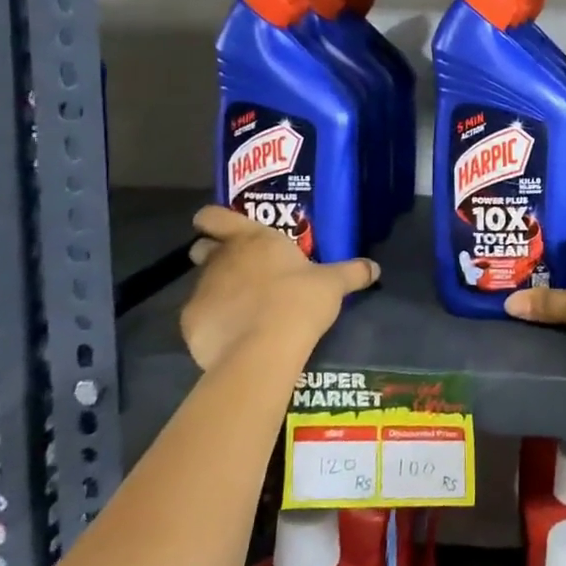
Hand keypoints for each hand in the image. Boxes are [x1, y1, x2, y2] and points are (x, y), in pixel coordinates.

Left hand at [179, 205, 379, 370]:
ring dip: (217, 291)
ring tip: (241, 309)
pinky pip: (199, 318)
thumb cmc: (299, 301)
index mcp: (252, 239)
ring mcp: (201, 290)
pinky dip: (211, 323)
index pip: (215, 216)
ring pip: (201, 283)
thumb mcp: (333, 284)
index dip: (213, 219)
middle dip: (213, 255)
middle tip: (239, 270)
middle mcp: (221, 258)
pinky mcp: (191, 323)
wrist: (264, 349)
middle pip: (202, 248)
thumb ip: (352, 272)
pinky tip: (231, 336)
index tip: (220, 227)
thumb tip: (374, 268)